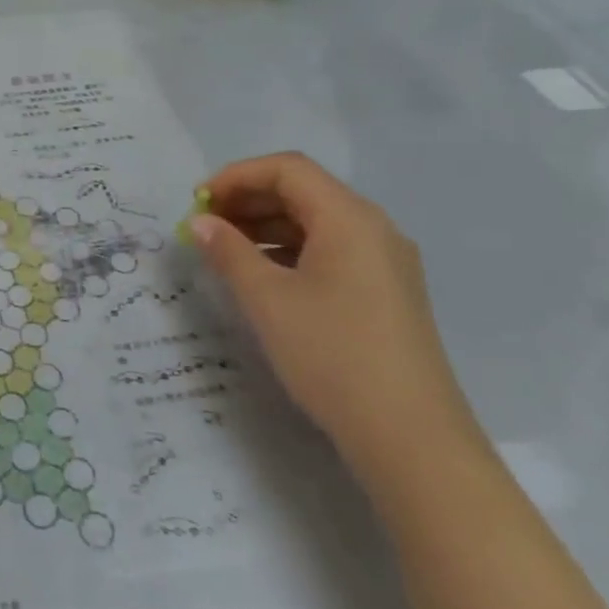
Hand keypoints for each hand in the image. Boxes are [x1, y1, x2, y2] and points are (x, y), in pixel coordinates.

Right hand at [187, 153, 481, 481]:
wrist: (411, 438)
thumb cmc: (333, 355)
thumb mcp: (268, 300)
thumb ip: (229, 252)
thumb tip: (200, 222)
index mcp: (349, 218)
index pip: (287, 169)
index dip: (237, 176)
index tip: (197, 202)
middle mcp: (373, 228)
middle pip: (304, 191)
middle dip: (248, 200)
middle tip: (204, 225)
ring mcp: (385, 262)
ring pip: (316, 223)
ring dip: (267, 226)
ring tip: (224, 250)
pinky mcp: (386, 293)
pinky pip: (330, 251)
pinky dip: (290, 251)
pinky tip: (262, 276)